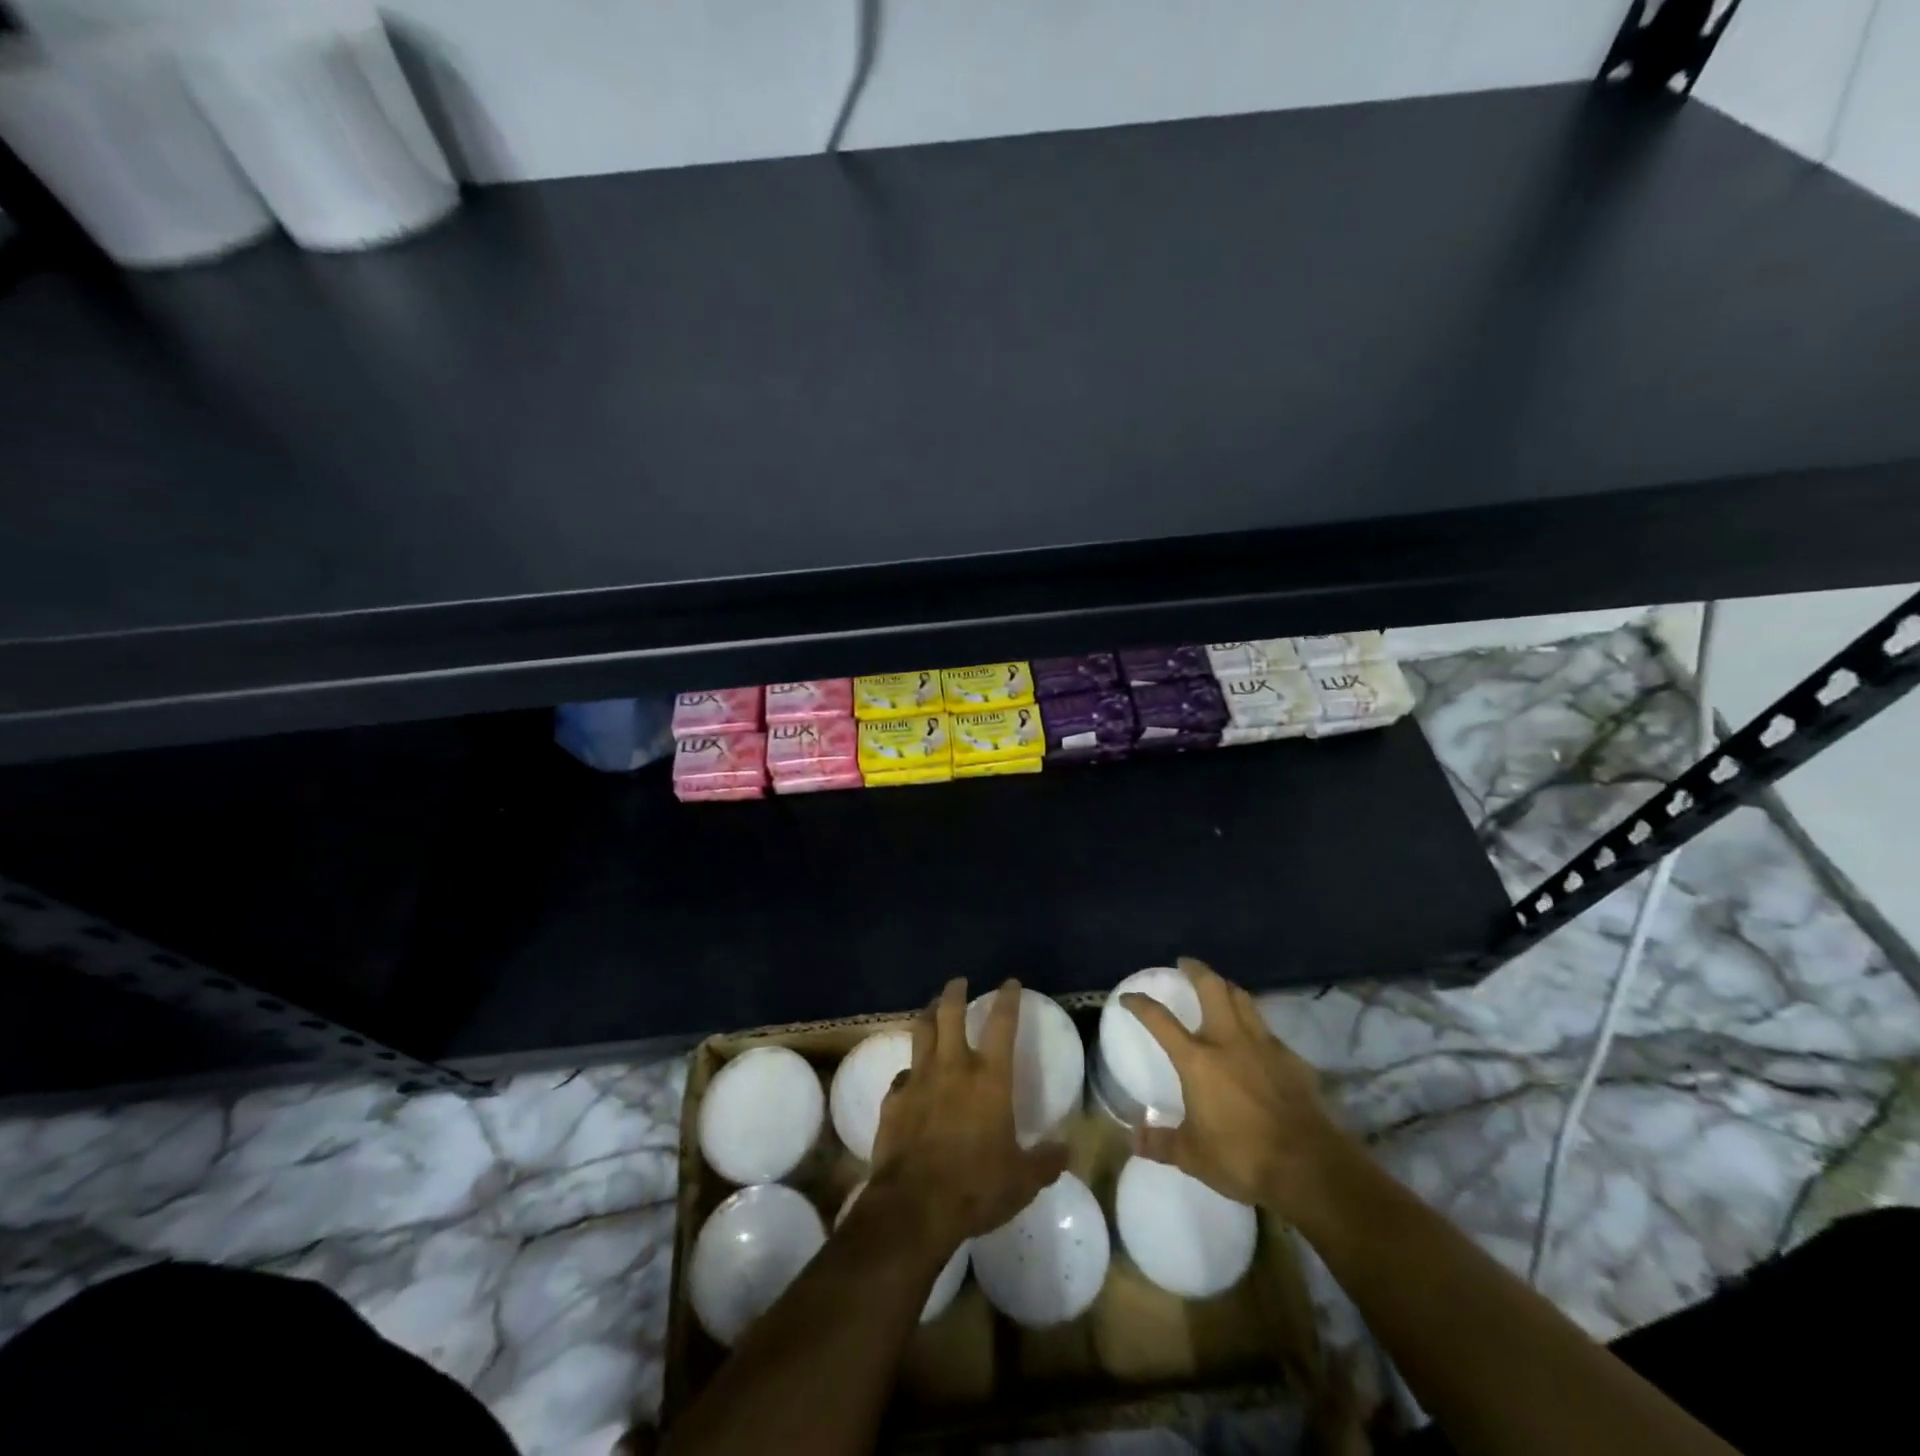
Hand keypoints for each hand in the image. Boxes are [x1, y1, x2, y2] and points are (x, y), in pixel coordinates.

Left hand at [869, 977, 1068, 1249]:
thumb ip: (1045, 1161)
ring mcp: (918, 1080)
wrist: (914, 1206)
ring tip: (932, 1008)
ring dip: (928, 1015)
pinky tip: (911, 1078)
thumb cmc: (975, 1187)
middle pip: (950, 1013)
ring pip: (921, 1032)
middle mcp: (952, 1068)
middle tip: (958, 982)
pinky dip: (909, 1071)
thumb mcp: (1022, 1180)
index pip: (1002, 1025)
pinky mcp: (893, 1100)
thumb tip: (1067, 1150)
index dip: (1008, 1000)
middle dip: (955, 992)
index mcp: (989, 1079)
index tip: (1010, 982)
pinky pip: (902, 1075)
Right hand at [1121, 957, 1357, 1222]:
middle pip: (1212, 988)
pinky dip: (1255, 1025)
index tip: (1129, 997)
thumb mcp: (1193, 1156)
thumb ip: (1161, 1143)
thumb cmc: (1242, 1156)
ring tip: (1219, 988)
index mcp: (1197, 1060)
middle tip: (1185, 964)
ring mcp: (1264, 1045)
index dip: (1141, 1004)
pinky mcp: (1291, 1058)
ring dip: (1227, 987)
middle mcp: (1228, 1041)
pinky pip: (1268, 1030)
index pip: (1160, 1020)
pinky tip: (1255, 1039)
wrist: (1308, 1165)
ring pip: (1243, 999)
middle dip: (1196, 970)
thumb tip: (1133, 1139)